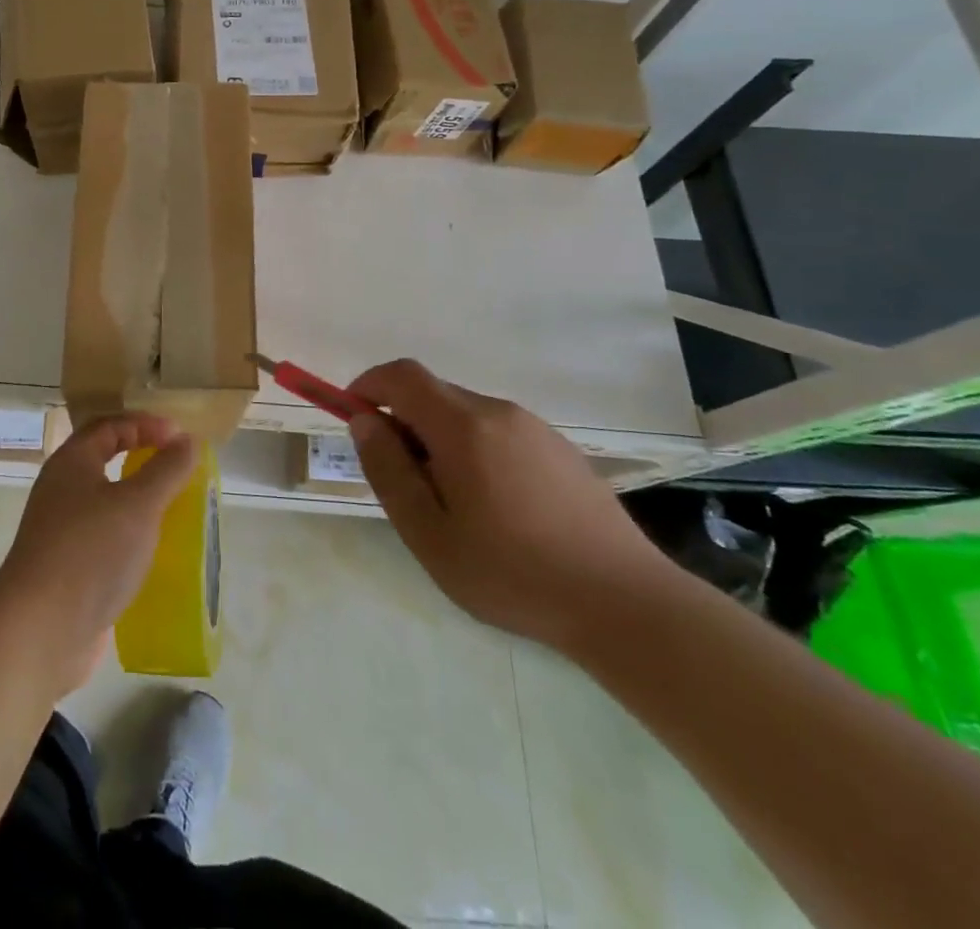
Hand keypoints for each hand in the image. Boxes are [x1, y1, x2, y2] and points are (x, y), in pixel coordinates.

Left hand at [0, 414, 195, 693]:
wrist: (40, 630)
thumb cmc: (90, 552)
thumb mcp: (138, 504)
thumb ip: (166, 469)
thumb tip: (187, 440)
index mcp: (71, 463)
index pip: (109, 426)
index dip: (145, 424)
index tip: (181, 437)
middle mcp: (62, 490)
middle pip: (104, 461)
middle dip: (143, 460)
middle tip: (179, 468)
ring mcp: (62, 531)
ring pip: (106, 503)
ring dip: (140, 501)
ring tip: (176, 510)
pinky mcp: (69, 568)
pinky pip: (106, 538)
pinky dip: (132, 537)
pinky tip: (156, 554)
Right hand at [348, 359, 673, 650]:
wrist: (626, 604)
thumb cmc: (512, 573)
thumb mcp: (428, 533)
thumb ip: (389, 471)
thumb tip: (364, 422)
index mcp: (463, 426)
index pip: (402, 376)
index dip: (369, 386)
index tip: (353, 417)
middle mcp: (498, 412)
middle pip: (434, 394)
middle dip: (403, 421)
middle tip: (402, 480)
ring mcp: (535, 428)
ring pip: (466, 414)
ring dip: (440, 439)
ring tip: (451, 504)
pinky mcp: (561, 449)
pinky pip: (499, 432)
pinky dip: (475, 450)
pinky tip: (496, 508)